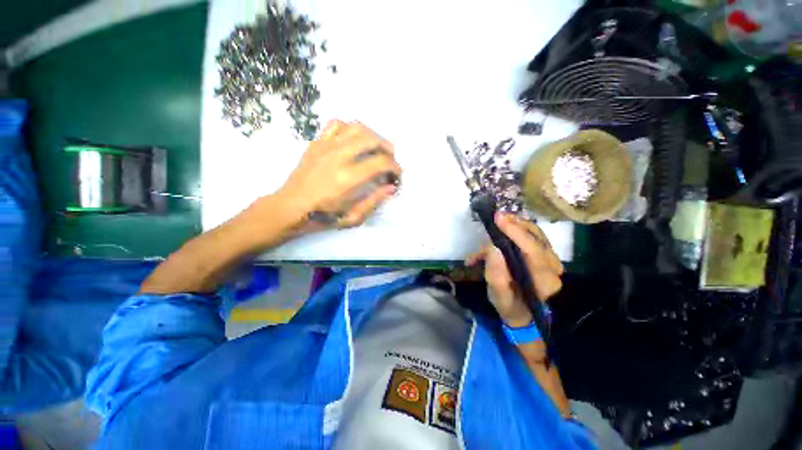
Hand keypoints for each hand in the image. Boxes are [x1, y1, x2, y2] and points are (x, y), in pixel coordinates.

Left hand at [276, 119, 401, 231]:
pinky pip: (337, 124)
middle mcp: (338, 156)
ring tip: (376, 148)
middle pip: (372, 139)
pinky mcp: (317, 142)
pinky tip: (354, 140)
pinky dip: (350, 128)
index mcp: (348, 178)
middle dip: (388, 148)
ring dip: (373, 135)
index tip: (396, 175)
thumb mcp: (353, 217)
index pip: (381, 162)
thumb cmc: (323, 216)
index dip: (395, 167)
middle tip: (390, 160)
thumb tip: (391, 187)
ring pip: (356, 127)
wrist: (290, 208)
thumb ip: (374, 200)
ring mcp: (325, 146)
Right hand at [466, 213, 563, 327]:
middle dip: (515, 224)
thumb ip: (495, 274)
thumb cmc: (509, 306)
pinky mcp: (547, 257)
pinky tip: (508, 226)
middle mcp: (554, 269)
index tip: (498, 218)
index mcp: (543, 281)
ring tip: (500, 220)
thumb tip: (492, 249)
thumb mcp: (498, 295)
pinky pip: (536, 236)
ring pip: (537, 234)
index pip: (532, 250)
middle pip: (537, 237)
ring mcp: (553, 261)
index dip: (515, 232)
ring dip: (517, 224)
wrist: (523, 314)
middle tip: (497, 216)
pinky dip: (520, 228)